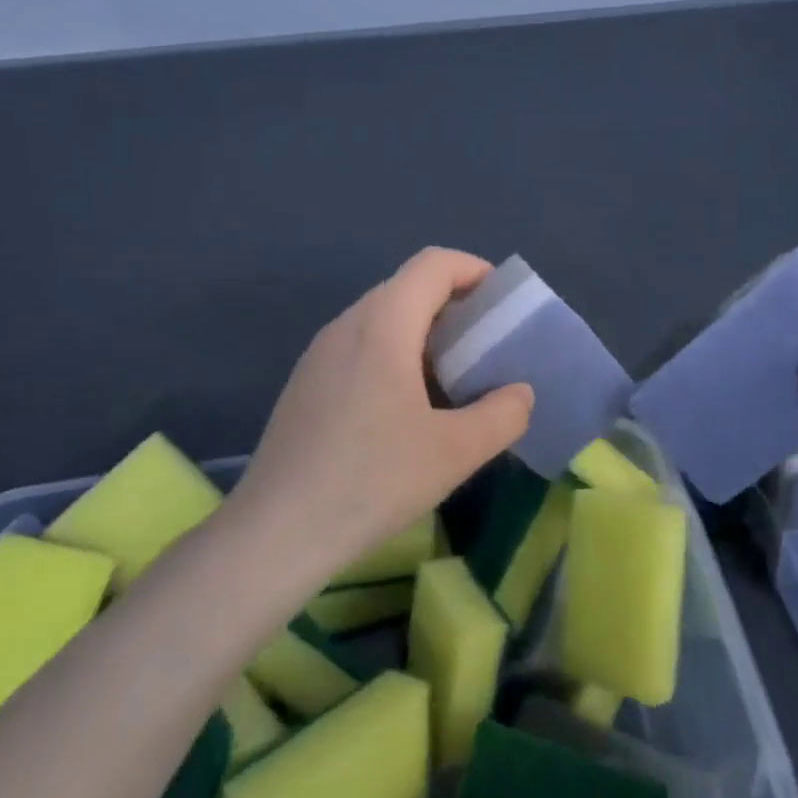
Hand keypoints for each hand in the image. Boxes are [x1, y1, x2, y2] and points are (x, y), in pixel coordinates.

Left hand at [240, 248, 534, 578]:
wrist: (276, 533)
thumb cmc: (372, 480)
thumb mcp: (455, 452)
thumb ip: (503, 414)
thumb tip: (520, 394)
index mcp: (383, 324)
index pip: (433, 264)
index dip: (475, 270)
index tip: (503, 304)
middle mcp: (346, 325)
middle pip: (408, 288)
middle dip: (455, 306)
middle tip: (487, 348)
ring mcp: (319, 354)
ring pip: (382, 320)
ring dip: (425, 335)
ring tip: (454, 381)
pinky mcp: (305, 385)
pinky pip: (360, 348)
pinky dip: (395, 357)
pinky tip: (407, 411)